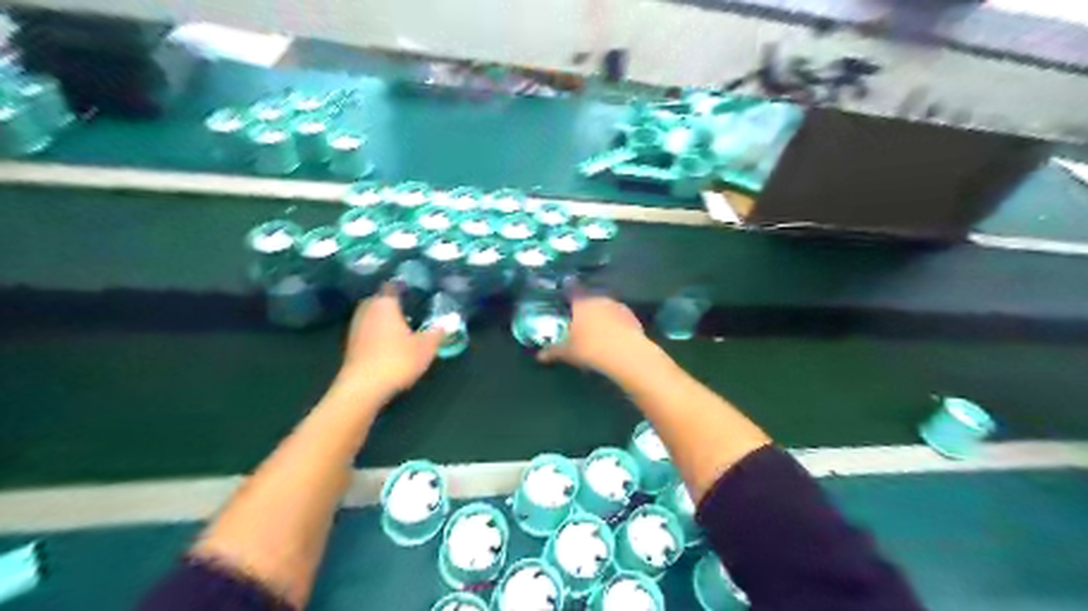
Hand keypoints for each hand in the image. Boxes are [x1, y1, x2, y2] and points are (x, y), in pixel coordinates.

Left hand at [338, 286, 443, 401]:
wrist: (364, 387)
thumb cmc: (397, 360)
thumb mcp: (425, 347)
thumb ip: (437, 332)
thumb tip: (448, 322)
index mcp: (385, 304)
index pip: (392, 286)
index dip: (402, 287)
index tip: (414, 291)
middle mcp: (367, 310)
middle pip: (379, 300)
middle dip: (391, 303)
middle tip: (408, 309)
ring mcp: (356, 327)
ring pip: (371, 316)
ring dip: (382, 319)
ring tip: (400, 327)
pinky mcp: (351, 345)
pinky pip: (367, 331)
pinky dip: (376, 333)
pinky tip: (388, 343)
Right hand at [537, 295, 654, 377]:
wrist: (625, 353)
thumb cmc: (590, 348)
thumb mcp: (568, 352)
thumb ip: (554, 351)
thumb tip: (539, 356)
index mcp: (582, 303)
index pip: (572, 289)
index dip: (568, 286)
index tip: (566, 282)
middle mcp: (600, 299)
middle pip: (591, 297)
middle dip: (586, 304)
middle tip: (581, 314)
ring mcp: (618, 306)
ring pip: (606, 306)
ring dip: (602, 312)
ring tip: (598, 326)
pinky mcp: (632, 317)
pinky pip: (620, 317)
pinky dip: (616, 322)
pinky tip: (614, 334)